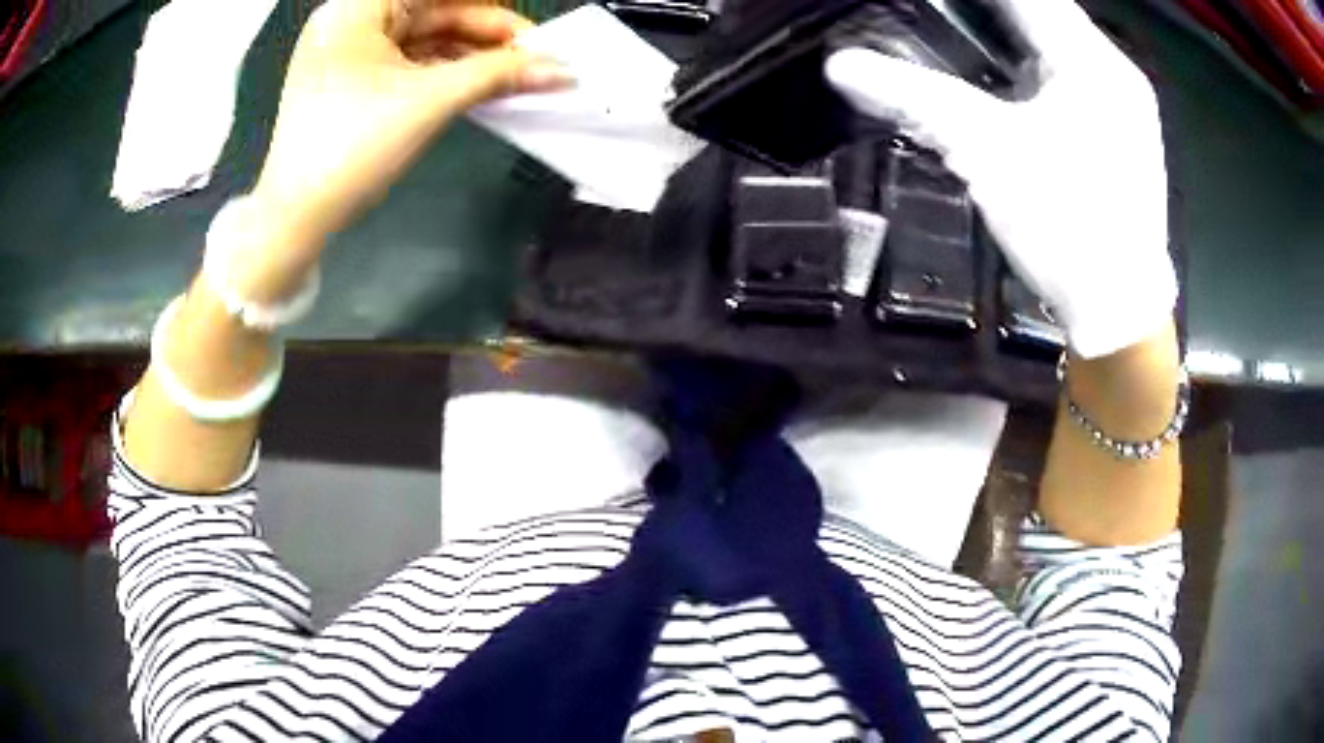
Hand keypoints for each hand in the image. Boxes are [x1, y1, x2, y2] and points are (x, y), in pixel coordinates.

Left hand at [250, 0, 570, 255]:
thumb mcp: (429, 101)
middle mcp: (350, 20)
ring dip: (469, 55)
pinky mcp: (350, 80)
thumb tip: (560, 70)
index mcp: (357, 8)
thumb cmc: (350, 149)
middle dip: (486, 34)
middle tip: (533, 59)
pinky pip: (408, 62)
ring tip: (515, 75)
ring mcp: (348, 52)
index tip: (533, 35)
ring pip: (423, 38)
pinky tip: (479, 84)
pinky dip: (444, 71)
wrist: (296, 219)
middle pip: (433, 11)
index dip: (490, 11)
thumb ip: (497, 75)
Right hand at [826, 0, 1175, 358]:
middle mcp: (1114, 71)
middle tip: (938, 16)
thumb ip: (916, 98)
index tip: (936, 2)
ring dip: (1011, 35)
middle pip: (1043, 12)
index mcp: (1092, 61)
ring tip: (963, 36)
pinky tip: (1007, 82)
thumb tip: (842, 66)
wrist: (1121, 313)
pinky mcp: (1123, 133)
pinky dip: (1035, 68)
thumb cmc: (1067, 227)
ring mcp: (1124, 104)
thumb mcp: (988, 153)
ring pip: (1059, 44)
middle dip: (988, 11)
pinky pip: (1073, 77)